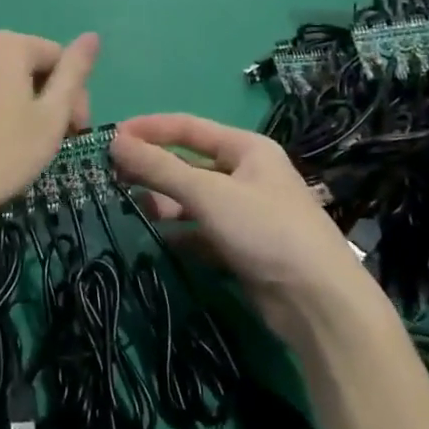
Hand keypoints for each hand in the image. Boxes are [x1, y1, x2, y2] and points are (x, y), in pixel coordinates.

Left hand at [0, 30, 98, 224]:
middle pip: (20, 66)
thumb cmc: (4, 154)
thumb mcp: (52, 116)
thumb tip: (92, 36)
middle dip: (41, 96)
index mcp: (6, 45)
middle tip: (48, 140)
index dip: (74, 94)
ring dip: (7, 103)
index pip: (56, 57)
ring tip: (11, 143)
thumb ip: (74, 72)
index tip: (76, 131)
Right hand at [111, 114, 374, 342]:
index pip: (188, 127)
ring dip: (165, 201)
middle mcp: (246, 174)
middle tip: (112, 176)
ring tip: (133, 208)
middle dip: (154, 168)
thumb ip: (159, 168)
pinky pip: (202, 231)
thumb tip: (114, 142)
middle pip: (189, 163)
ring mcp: (245, 212)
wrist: (317, 301)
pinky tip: (159, 240)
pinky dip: (181, 233)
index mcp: (246, 148)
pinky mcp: (242, 246)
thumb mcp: (208, 193)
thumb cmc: (264, 230)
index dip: (149, 129)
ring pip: (194, 199)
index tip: (110, 137)